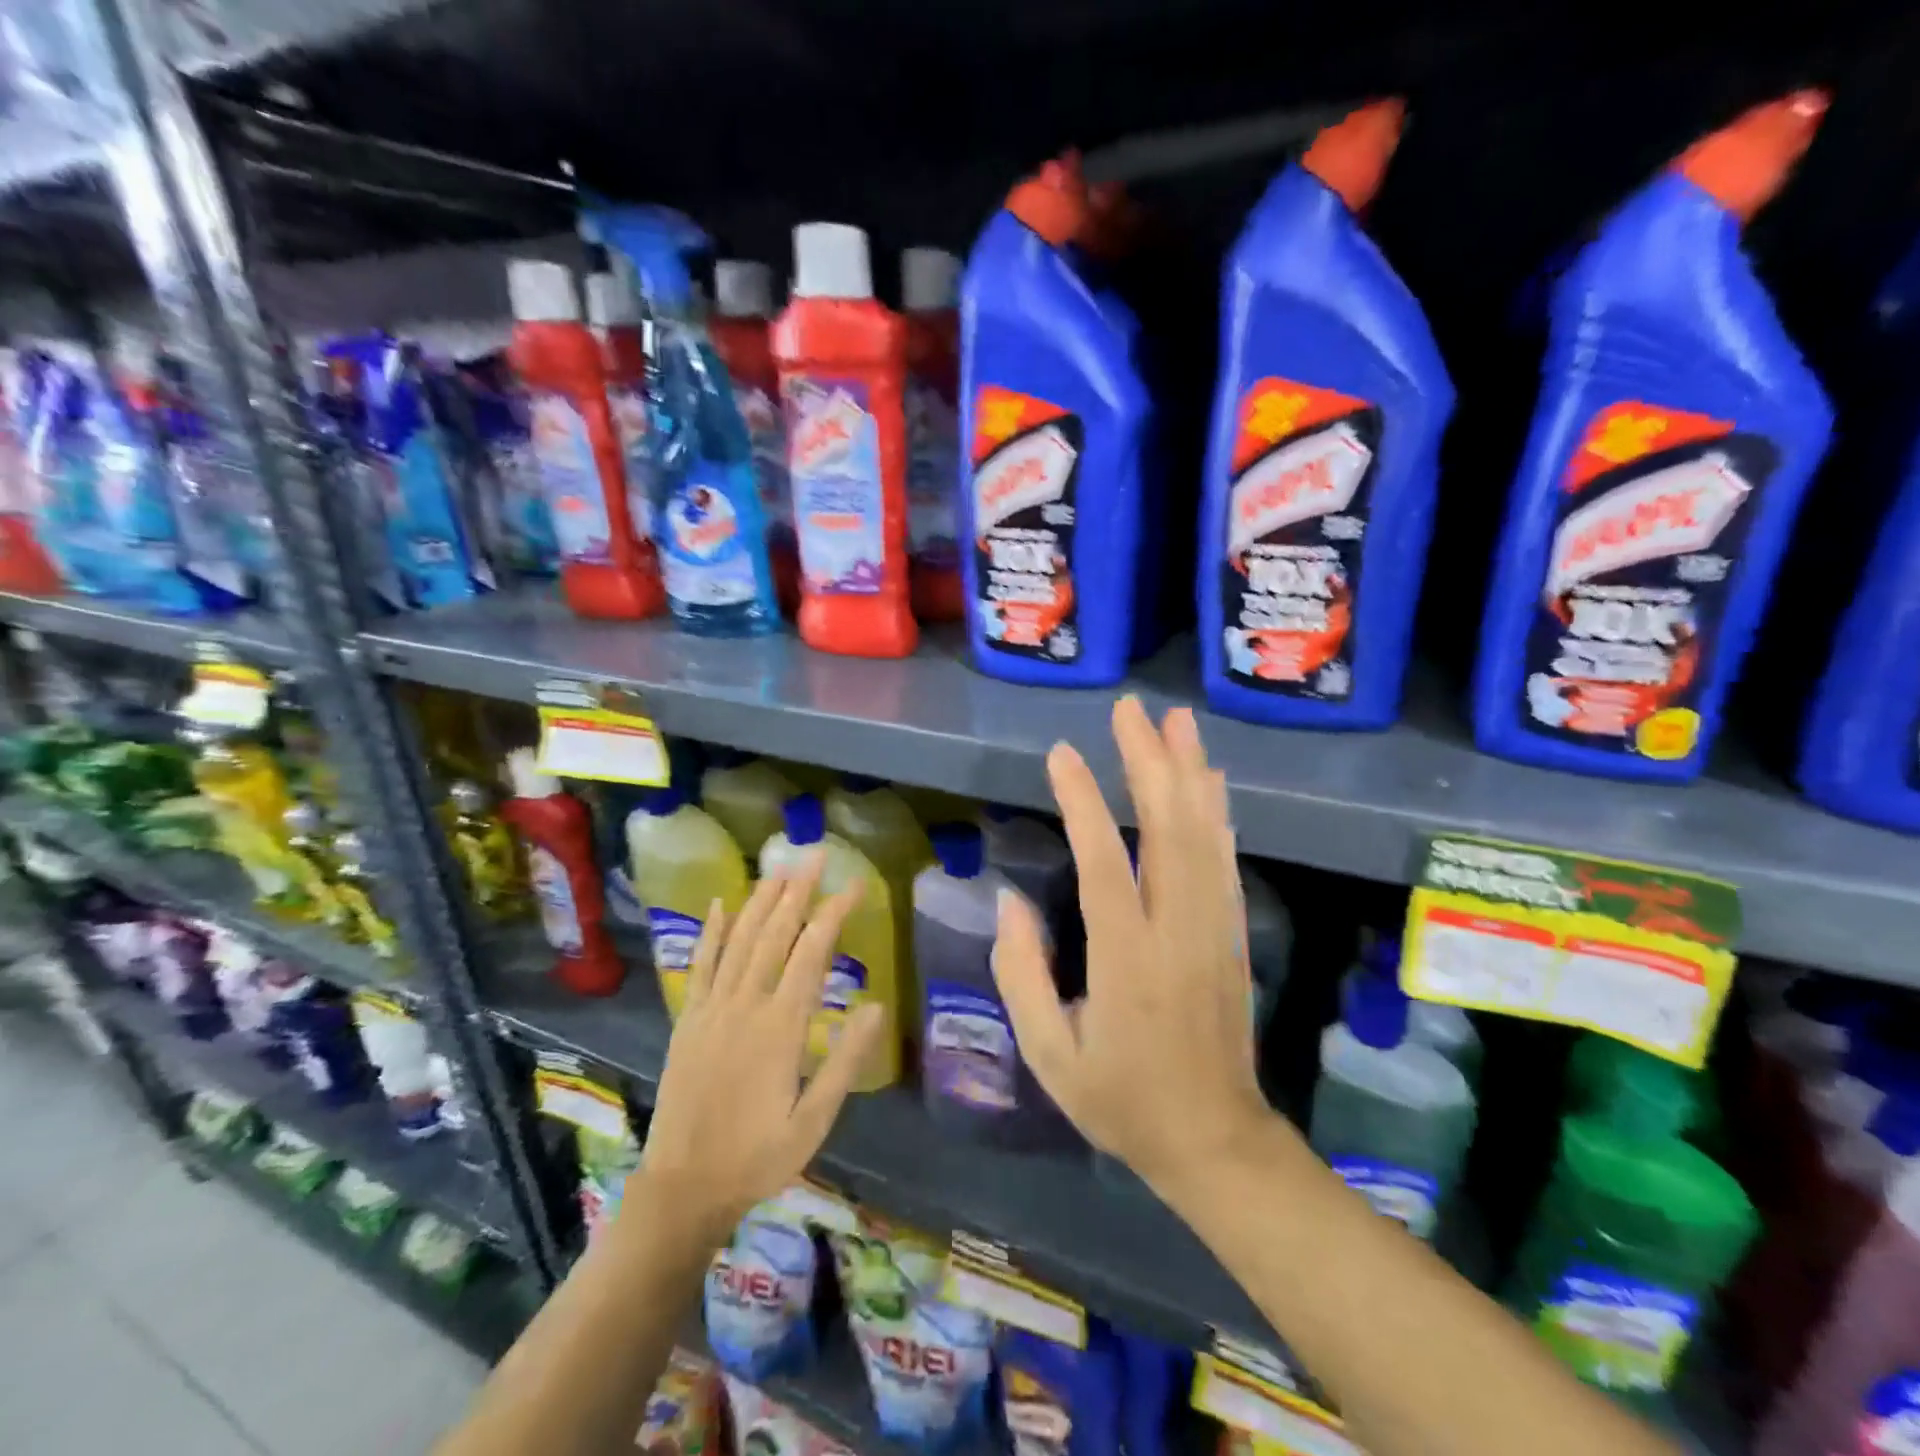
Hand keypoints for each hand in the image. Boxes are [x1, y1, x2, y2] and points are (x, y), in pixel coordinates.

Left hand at [628, 855, 884, 1249]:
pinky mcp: (689, 1019)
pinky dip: (711, 931)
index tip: (856, 885)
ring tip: (779, 868)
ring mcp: (712, 1009)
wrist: (683, 1188)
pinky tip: (719, 904)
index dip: (835, 913)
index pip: (812, 953)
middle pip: (775, 934)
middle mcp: (745, 1005)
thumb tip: (877, 1005)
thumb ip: (845, 1061)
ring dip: (760, 900)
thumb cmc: (758, 1156)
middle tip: (816, 855)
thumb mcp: (816, 1120)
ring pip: (739, 940)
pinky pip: (700, 965)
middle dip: (798, 890)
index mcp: (781, 1027)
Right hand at [992, 697, 1270, 1193]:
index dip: (1083, 804)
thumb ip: (1021, 976)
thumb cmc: (1121, 1100)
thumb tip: (1010, 903)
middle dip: (1149, 762)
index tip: (1062, 754)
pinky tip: (1210, 780)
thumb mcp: (1050, 1055)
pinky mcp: (1231, 932)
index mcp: (1126, 961)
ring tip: (1176, 721)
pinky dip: (1217, 812)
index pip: (1105, 864)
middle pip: (1168, 830)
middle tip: (1131, 710)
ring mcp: (1213, 928)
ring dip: (1190, 773)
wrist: (1213, 1138)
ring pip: (1204, 835)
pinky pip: (1224, 860)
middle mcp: (1177, 931)